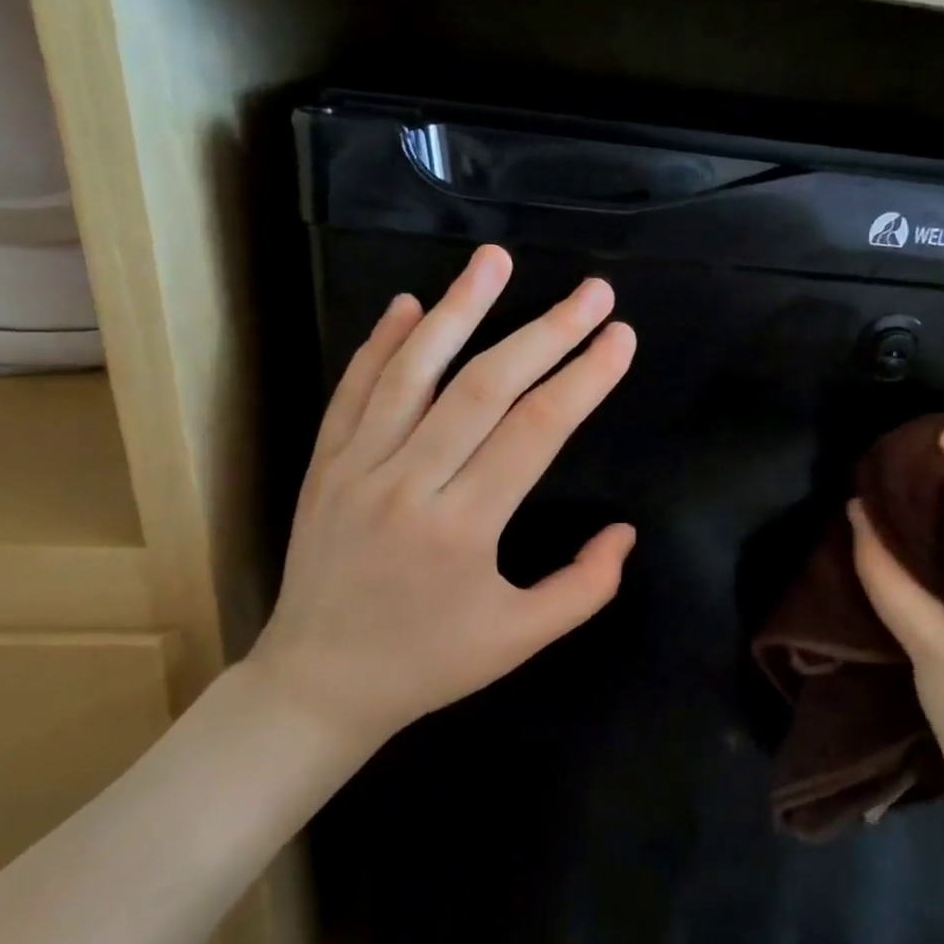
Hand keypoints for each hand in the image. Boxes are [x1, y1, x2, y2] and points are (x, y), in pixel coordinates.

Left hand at [247, 245, 637, 758]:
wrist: (319, 683)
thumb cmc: (429, 662)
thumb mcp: (520, 640)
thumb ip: (584, 587)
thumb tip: (625, 531)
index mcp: (464, 528)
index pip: (536, 431)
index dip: (584, 379)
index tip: (620, 339)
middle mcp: (409, 483)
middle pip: (486, 387)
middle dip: (547, 332)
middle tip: (592, 292)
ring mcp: (357, 467)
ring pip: (414, 372)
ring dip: (460, 310)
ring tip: (495, 260)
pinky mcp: (323, 464)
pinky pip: (354, 390)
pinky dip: (382, 343)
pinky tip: (411, 304)